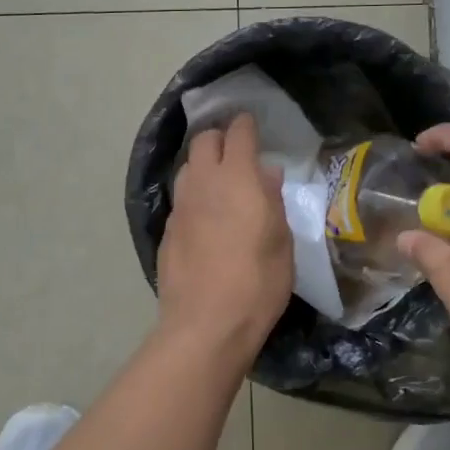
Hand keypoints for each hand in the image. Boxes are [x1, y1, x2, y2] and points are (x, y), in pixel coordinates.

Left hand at [156, 113, 292, 362]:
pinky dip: (194, 196)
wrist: (206, 324)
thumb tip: (266, 173)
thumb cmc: (257, 281)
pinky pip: (182, 199)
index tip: (252, 125)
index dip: (246, 125)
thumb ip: (272, 200)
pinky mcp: (167, 230)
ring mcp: (180, 206)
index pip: (238, 133)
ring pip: (187, 168)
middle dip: (219, 138)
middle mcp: (202, 182)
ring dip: (203, 166)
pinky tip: (206, 218)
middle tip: (237, 152)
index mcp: (236, 178)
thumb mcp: (282, 241)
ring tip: (221, 183)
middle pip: (203, 141)